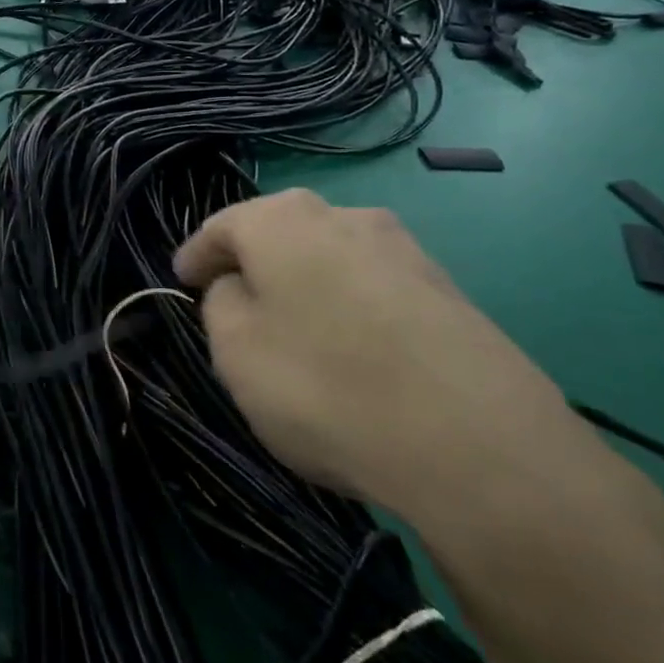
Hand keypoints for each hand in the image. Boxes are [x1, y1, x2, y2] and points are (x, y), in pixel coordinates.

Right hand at [173, 190, 577, 520]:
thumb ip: (221, 304)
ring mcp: (405, 250)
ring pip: (329, 258)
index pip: (221, 227)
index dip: (196, 255)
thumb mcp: (235, 350)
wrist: (481, 447)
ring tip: (295, 330)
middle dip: (252, 264)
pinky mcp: (448, 291)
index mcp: (282, 219)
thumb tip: (240, 287)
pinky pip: (372, 288)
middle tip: (233, 303)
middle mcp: (344, 216)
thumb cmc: (326, 385)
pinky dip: (348, 307)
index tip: (182, 280)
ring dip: (304, 284)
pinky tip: (351, 351)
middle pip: (278, 233)